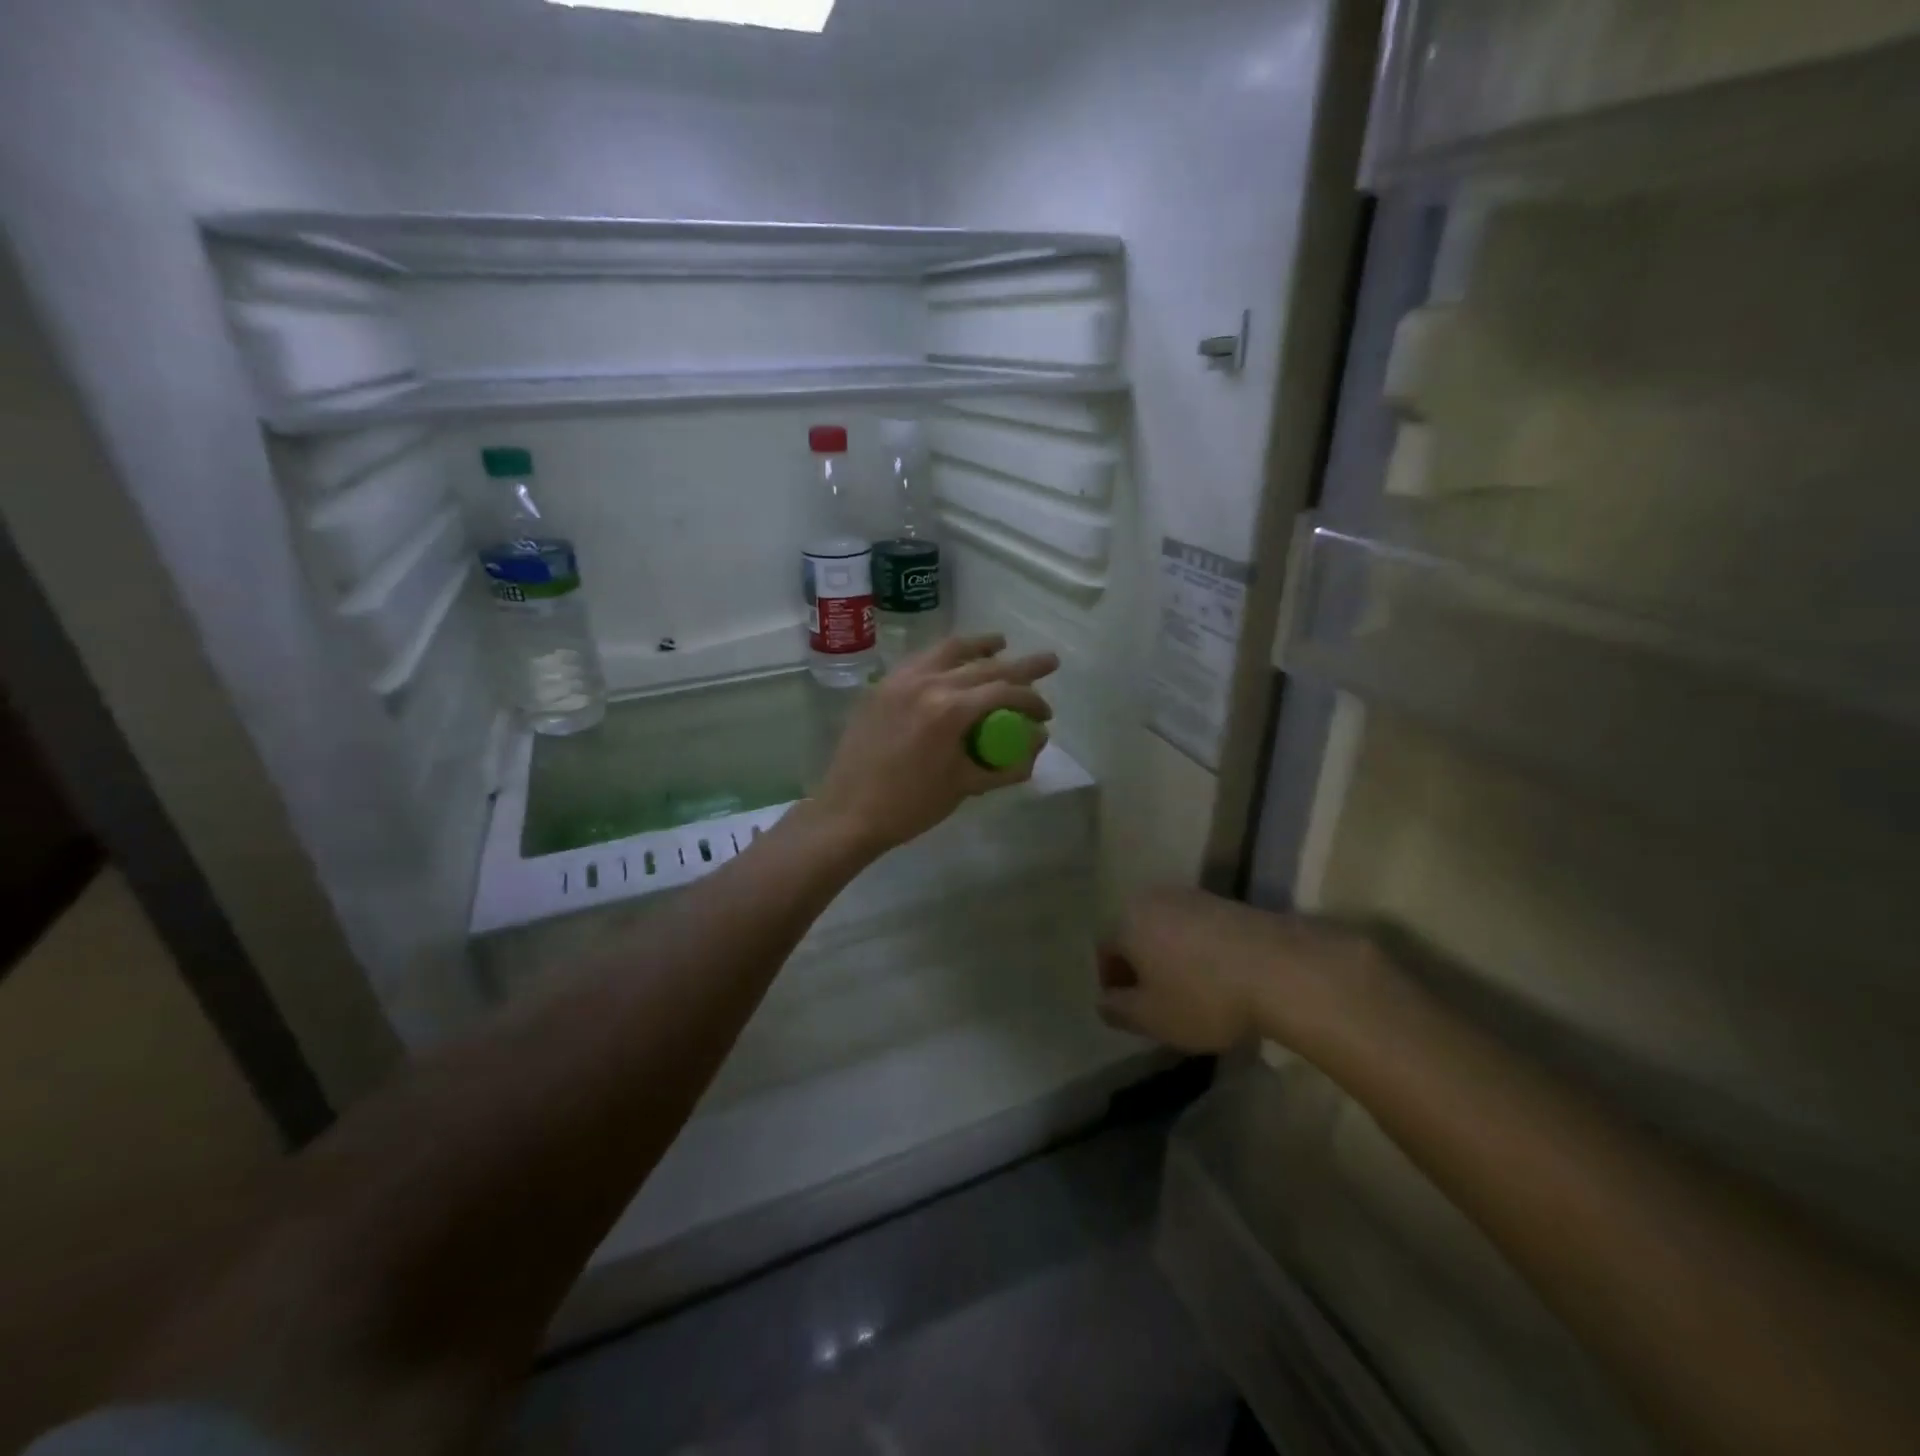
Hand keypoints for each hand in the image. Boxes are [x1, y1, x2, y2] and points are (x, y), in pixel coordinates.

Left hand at [813, 635, 1057, 855]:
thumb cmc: (911, 805)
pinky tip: (953, 662)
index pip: (1004, 691)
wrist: (848, 813)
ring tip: (1000, 643)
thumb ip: (1008, 764)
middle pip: (984, 664)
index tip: (1046, 714)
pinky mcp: (882, 686)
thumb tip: (1038, 744)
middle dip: (1021, 666)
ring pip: (949, 649)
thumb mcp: (966, 786)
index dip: (1032, 700)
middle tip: (1048, 662)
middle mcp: (927, 682)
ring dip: (979, 646)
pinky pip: (921, 659)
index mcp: (949, 709)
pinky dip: (945, 656)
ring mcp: (900, 680)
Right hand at [1098, 888, 1386, 1054]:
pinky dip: (1197, 951)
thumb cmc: (1203, 996)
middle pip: (1135, 935)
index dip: (1113, 984)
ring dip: (1169, 957)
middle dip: (1141, 966)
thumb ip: (1117, 1010)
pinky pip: (1197, 928)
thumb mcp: (1151, 1018)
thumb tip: (1104, 1001)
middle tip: (1157, 1001)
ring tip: (1190, 991)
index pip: (1105, 950)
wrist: (1281, 969)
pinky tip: (1217, 978)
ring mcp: (1192, 895)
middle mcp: (1153, 898)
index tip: (1131, 1011)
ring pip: (1167, 929)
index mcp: (1126, 920)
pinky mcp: (1226, 901)